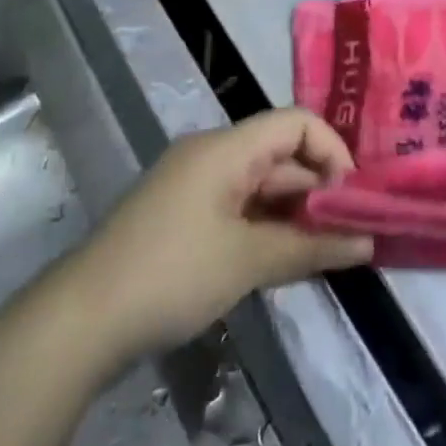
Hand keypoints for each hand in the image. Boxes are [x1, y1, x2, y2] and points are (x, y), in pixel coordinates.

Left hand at [73, 109, 373, 363]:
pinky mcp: (182, 217)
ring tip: (325, 252)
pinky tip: (284, 260)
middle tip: (349, 233)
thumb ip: (310, 247)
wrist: (79, 322)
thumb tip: (367, 241)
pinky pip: (238, 208)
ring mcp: (194, 186)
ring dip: (294, 214)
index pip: (296, 123)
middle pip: (280, 155)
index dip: (331, 151)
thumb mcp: (247, 261)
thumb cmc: (171, 275)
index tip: (351, 198)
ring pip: (261, 186)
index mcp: (226, 147)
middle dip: (318, 190)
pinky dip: (266, 228)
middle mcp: (212, 155)